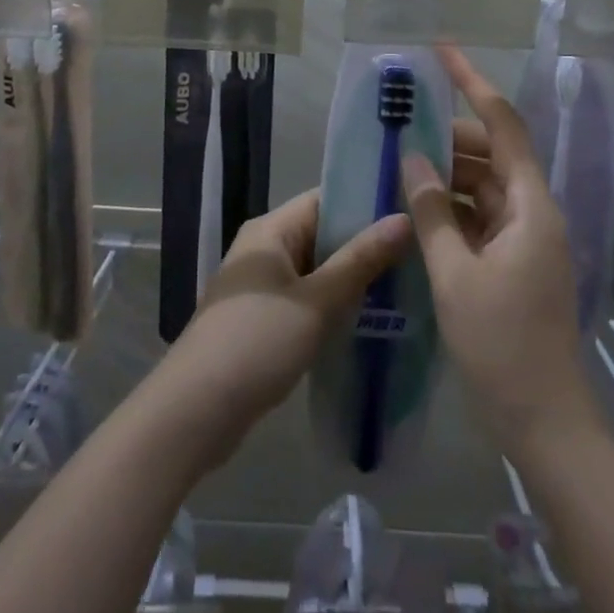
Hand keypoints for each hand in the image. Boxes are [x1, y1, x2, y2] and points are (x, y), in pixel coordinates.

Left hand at [160, 190, 410, 463]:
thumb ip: (360, 260)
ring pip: (317, 270)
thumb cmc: (257, 342)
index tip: (411, 212)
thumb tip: (404, 219)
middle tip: (418, 253)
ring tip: (406, 285)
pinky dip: (334, 305)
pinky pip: (306, 299)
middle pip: (322, 235)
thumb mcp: (316, 301)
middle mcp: (264, 249)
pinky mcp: (262, 320)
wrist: (194, 413)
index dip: (366, 203)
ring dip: (352, 279)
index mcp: (270, 230)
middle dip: (365, 245)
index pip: (325, 200)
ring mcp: (261, 287)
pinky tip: (370, 320)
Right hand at [403, 46, 599, 453]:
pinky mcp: (515, 260)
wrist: (545, 423)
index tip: (442, 51)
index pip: (503, 124)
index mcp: (531, 206)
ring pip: (484, 184)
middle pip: (492, 152)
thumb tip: (410, 158)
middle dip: (448, 136)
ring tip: (401, 164)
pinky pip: (482, 215)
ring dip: (446, 173)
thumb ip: (431, 212)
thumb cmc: (501, 346)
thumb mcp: (455, 276)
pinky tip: (416, 208)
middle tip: (401, 128)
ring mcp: (526, 237)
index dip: (473, 83)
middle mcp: (534, 211)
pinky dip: (452, 206)